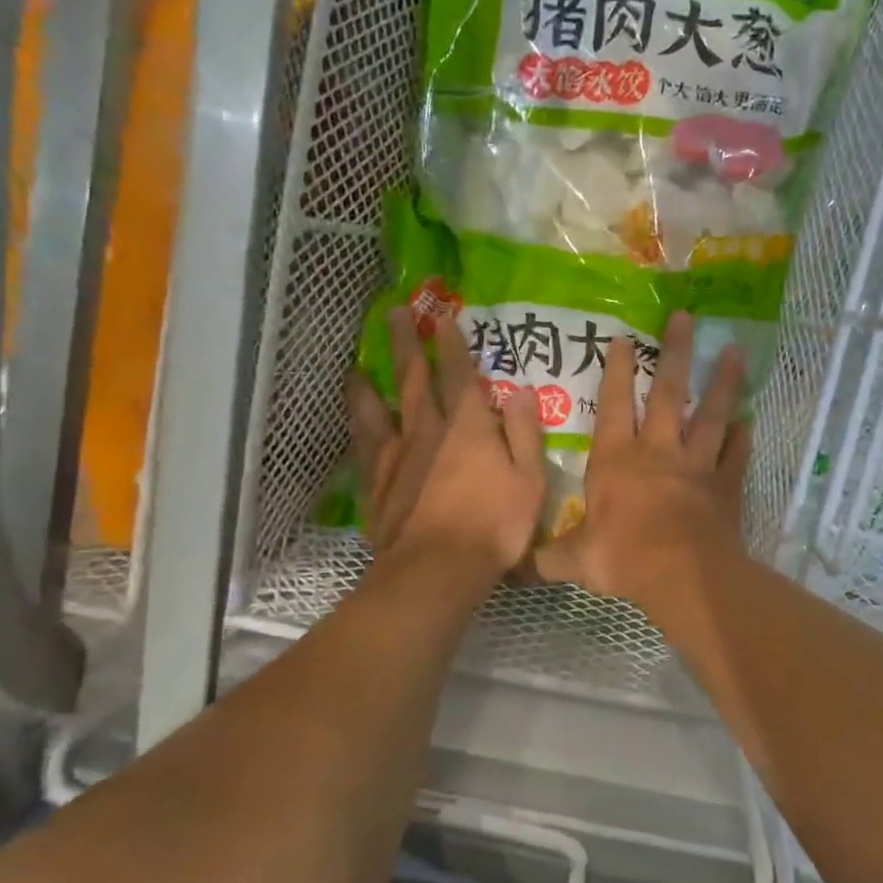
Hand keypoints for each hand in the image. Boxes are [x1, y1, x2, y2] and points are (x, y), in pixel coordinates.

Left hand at [346, 309, 546, 585]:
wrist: (437, 569)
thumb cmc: (494, 525)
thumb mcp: (529, 478)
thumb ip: (526, 432)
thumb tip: (522, 390)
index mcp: (469, 426)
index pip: (459, 374)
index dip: (451, 344)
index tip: (442, 316)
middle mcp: (428, 429)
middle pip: (413, 378)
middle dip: (405, 343)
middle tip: (394, 313)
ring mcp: (397, 455)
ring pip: (379, 406)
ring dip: (370, 380)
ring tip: (359, 362)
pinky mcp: (376, 482)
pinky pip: (363, 443)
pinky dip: (357, 423)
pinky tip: (353, 417)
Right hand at [535, 311, 750, 607]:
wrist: (683, 575)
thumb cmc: (624, 558)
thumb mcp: (576, 560)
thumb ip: (551, 558)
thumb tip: (521, 568)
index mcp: (618, 460)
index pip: (614, 405)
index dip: (616, 371)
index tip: (624, 337)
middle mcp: (658, 452)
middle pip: (668, 394)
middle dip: (676, 354)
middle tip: (685, 318)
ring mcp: (697, 465)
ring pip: (711, 415)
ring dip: (723, 383)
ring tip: (736, 352)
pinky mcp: (725, 486)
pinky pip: (735, 455)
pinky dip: (741, 438)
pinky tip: (748, 422)